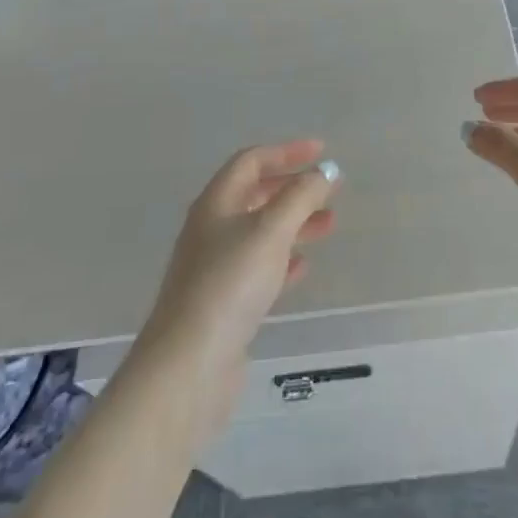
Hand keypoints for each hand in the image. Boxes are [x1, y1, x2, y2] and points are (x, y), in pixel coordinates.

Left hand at [136, 141, 338, 437]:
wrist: (188, 366)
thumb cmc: (230, 284)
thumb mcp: (271, 230)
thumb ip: (301, 196)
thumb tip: (325, 171)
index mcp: (216, 202)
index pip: (251, 161)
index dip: (286, 152)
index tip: (322, 152)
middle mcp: (211, 228)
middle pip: (255, 194)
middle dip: (293, 188)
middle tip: (330, 190)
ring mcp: (215, 267)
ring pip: (260, 231)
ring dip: (294, 223)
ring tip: (329, 225)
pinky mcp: (223, 303)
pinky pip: (258, 267)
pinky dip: (283, 259)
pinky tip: (303, 266)